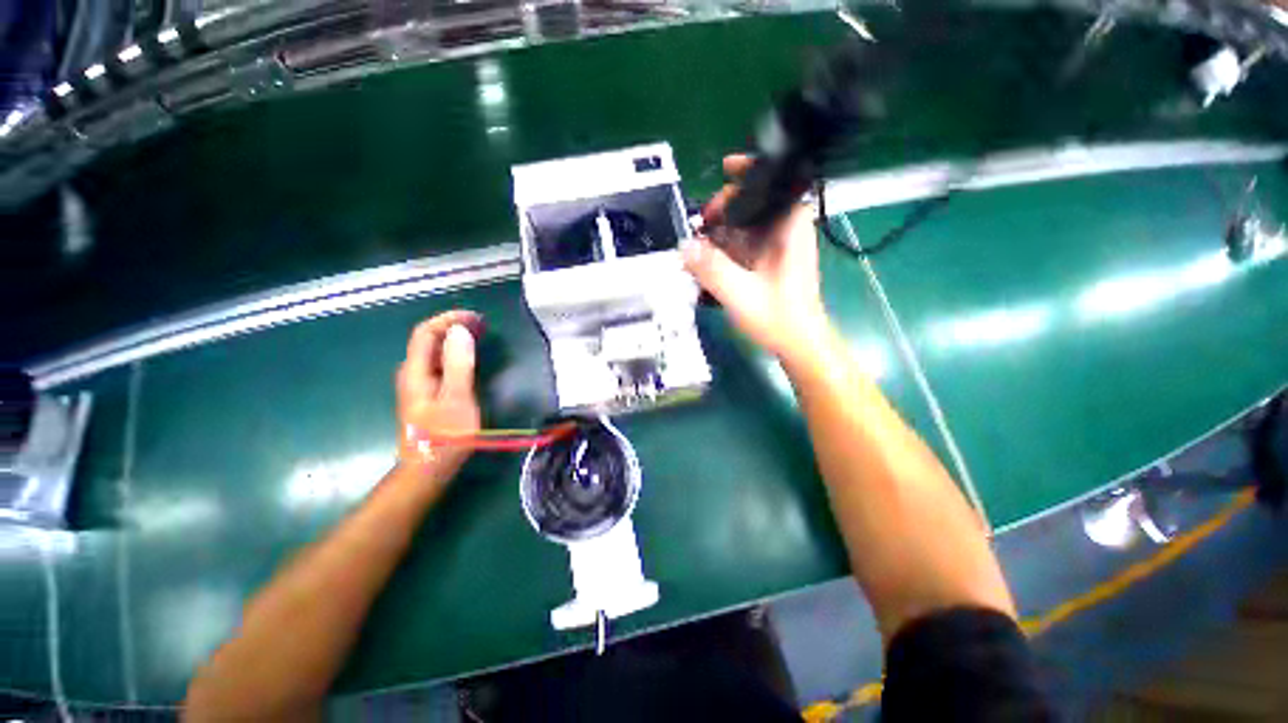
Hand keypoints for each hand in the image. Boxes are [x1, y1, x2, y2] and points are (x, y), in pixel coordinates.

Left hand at [396, 310, 483, 479]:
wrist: (428, 468)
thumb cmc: (445, 435)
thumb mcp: (457, 399)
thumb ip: (458, 364)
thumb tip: (460, 331)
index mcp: (415, 371)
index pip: (425, 332)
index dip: (448, 319)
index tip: (476, 318)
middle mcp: (412, 373)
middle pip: (428, 339)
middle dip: (453, 326)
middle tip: (482, 325)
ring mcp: (418, 384)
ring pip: (434, 352)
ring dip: (455, 339)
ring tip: (479, 336)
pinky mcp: (427, 394)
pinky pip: (439, 364)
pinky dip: (455, 354)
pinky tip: (469, 359)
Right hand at [682, 155, 831, 363]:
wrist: (798, 344)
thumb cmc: (778, 317)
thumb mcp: (740, 293)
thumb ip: (710, 268)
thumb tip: (684, 247)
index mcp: (788, 227)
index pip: (775, 183)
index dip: (750, 171)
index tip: (725, 168)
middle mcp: (785, 231)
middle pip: (753, 205)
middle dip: (723, 210)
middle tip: (699, 226)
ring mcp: (776, 247)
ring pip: (745, 227)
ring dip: (720, 233)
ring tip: (697, 248)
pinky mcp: (768, 262)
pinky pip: (743, 246)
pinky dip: (725, 250)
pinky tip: (708, 263)